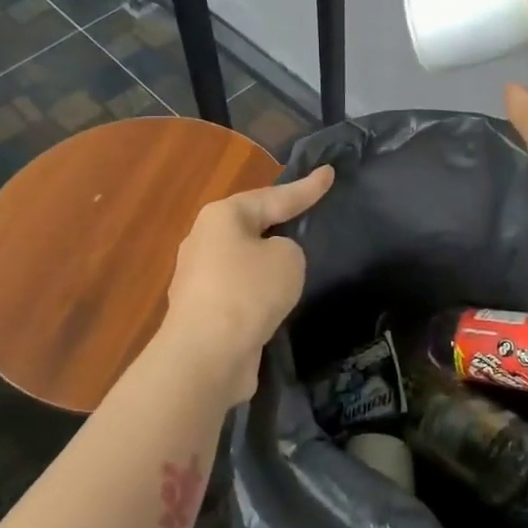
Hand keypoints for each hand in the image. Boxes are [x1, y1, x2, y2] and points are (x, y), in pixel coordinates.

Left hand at [160, 165, 335, 408]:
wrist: (206, 355)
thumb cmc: (248, 292)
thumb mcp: (288, 258)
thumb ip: (288, 249)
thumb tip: (270, 263)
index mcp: (222, 216)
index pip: (274, 196)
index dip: (306, 188)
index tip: (329, 172)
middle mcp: (203, 241)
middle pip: (251, 225)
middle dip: (277, 221)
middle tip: (306, 215)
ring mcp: (198, 278)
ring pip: (243, 260)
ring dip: (265, 262)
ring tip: (294, 264)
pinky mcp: (202, 312)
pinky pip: (239, 291)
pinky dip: (257, 292)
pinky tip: (274, 302)